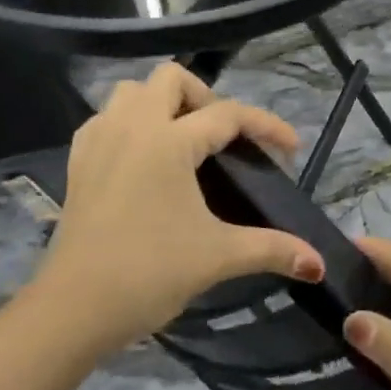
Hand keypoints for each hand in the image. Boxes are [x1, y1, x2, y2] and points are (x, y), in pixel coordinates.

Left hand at [34, 64, 325, 352]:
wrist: (72, 310)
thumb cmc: (148, 273)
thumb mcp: (217, 257)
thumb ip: (271, 249)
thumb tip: (319, 262)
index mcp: (169, 141)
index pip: (228, 115)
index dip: (265, 126)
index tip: (290, 148)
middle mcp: (132, 126)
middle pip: (171, 79)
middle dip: (204, 97)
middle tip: (222, 138)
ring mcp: (100, 140)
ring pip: (131, 91)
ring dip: (161, 103)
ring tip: (182, 141)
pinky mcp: (77, 162)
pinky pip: (105, 119)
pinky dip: (128, 123)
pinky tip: (141, 156)